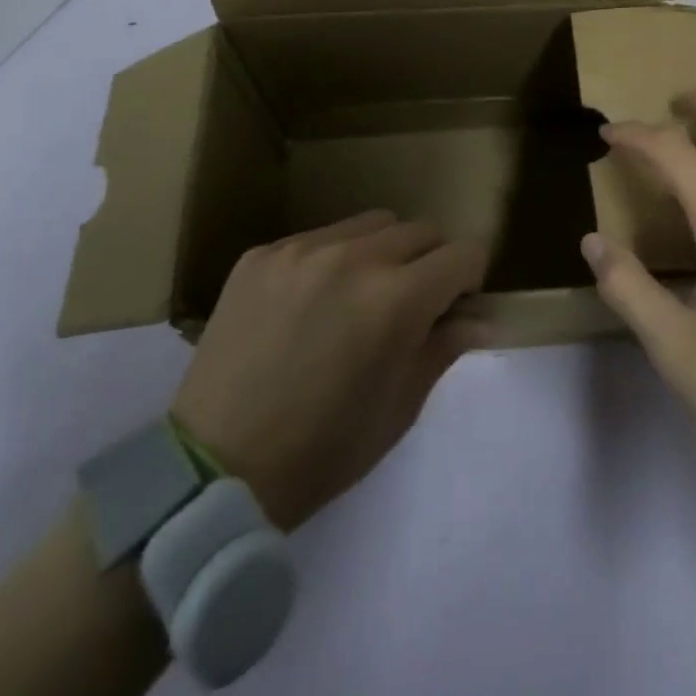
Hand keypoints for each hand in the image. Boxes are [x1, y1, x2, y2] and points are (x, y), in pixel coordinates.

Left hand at [172, 210, 487, 530]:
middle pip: (422, 230)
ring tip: (357, 296)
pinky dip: (331, 260)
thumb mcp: (400, 408)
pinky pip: (319, 237)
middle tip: (408, 305)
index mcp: (397, 300)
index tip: (453, 307)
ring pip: (372, 224)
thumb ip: (445, 347)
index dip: (468, 280)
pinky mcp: (262, 254)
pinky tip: (308, 304)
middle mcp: (354, 258)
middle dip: (430, 261)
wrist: (211, 471)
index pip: (463, 253)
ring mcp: (302, 250)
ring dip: (383, 251)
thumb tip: (483, 317)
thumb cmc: (322, 451)